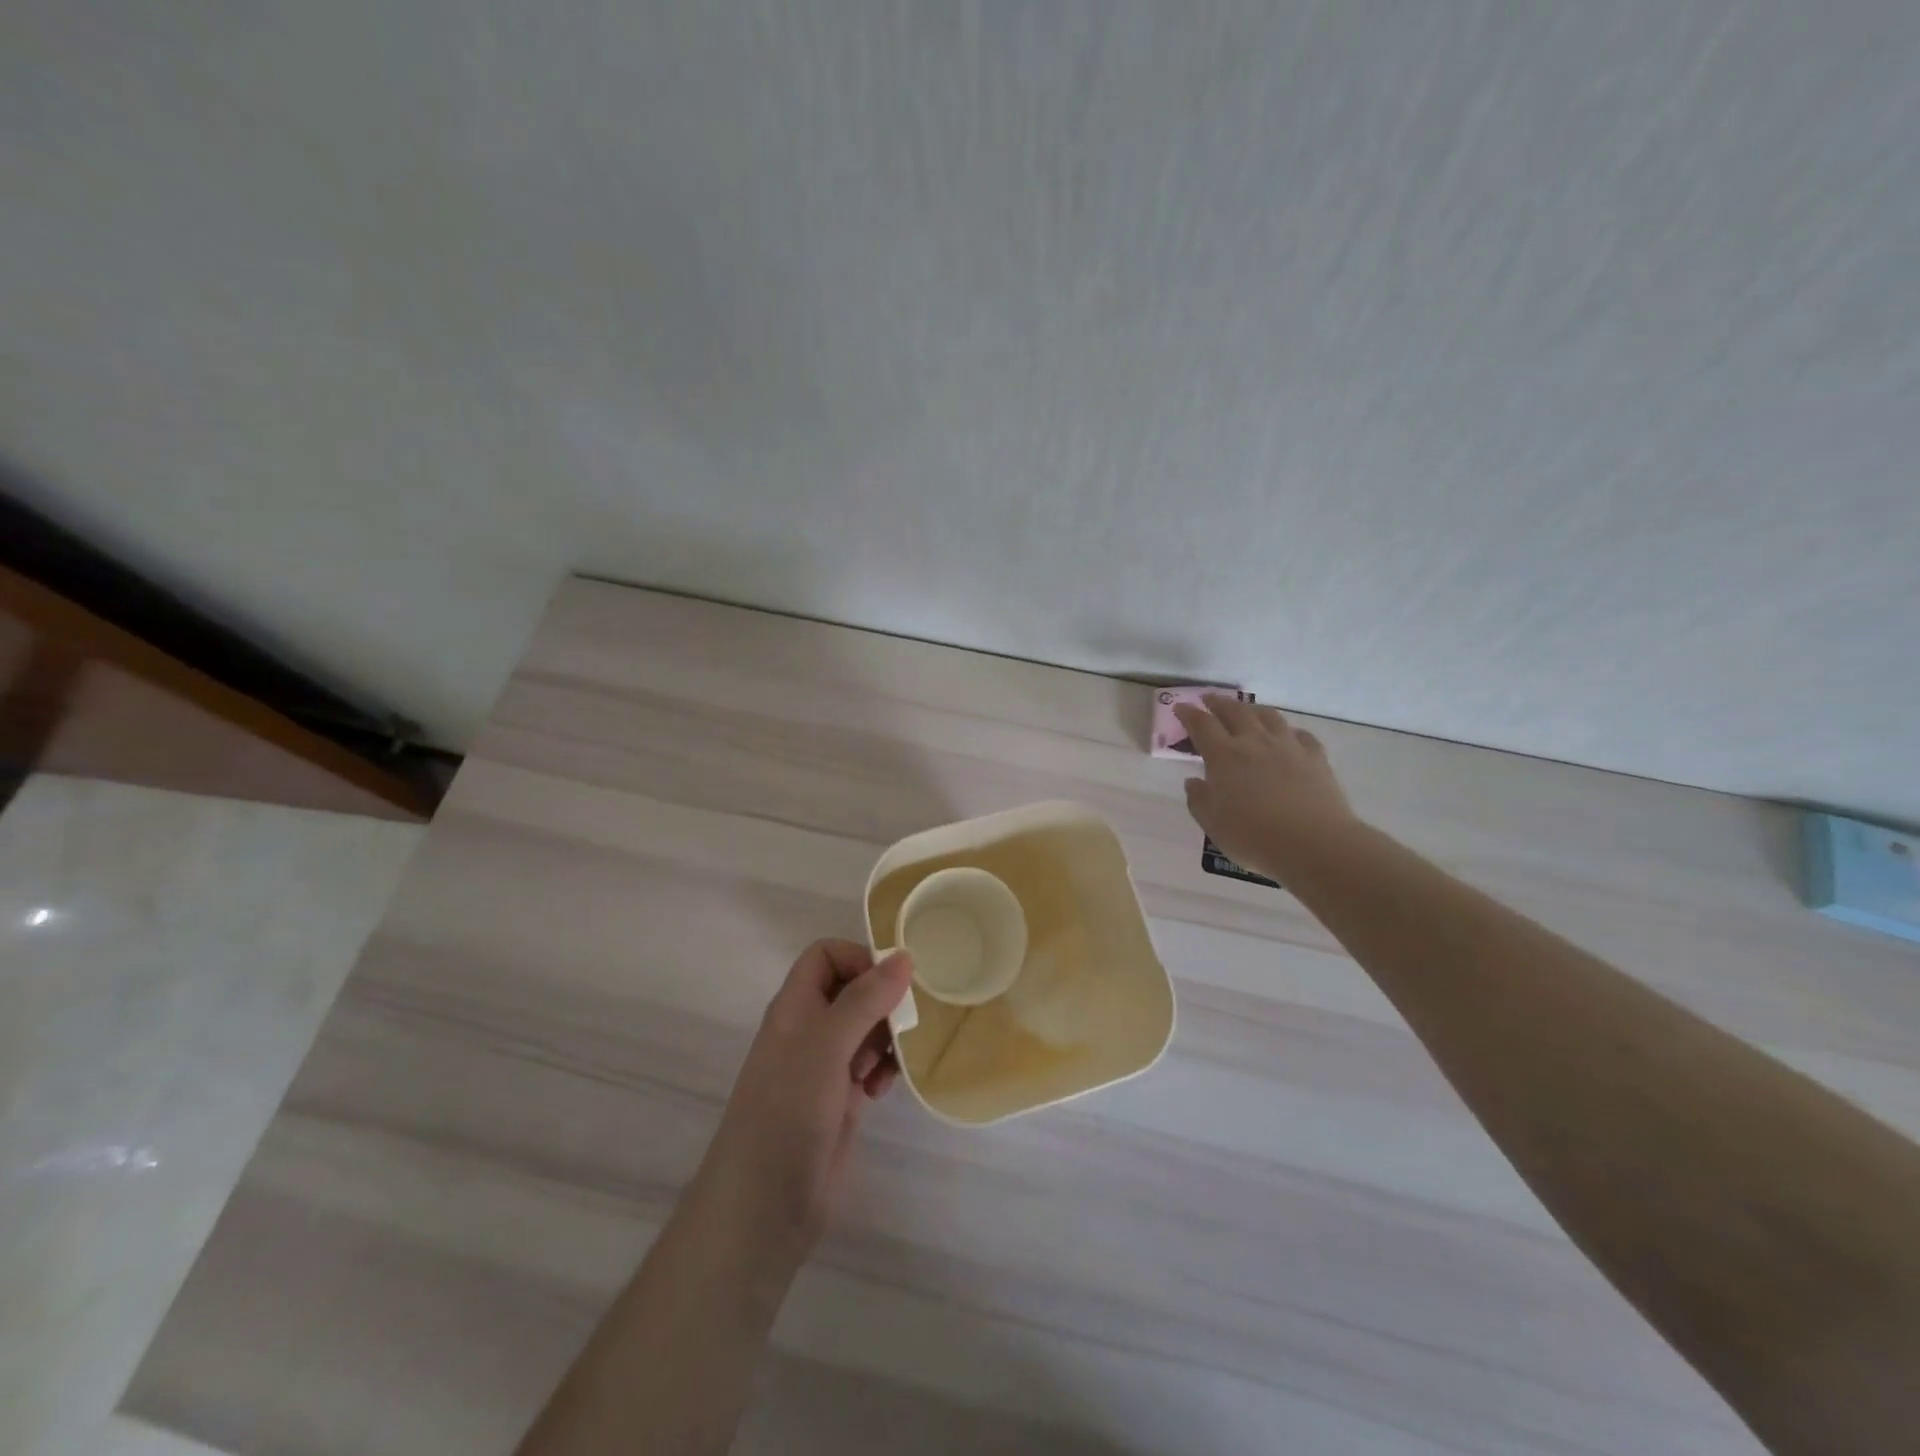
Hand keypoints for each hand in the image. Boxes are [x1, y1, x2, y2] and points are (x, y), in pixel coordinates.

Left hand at [693, 940, 912, 1259]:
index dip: (858, 959)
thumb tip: (904, 956)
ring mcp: (823, 1067)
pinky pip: (869, 1066)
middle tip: (902, 1024)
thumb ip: (865, 998)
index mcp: (795, 1007)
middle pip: (852, 990)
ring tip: (889, 1063)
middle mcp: (808, 1030)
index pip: (826, 956)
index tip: (891, 982)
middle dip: (882, 1001)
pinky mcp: (839, 1100)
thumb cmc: (788, 1111)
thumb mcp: (826, 1045)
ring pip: (865, 1028)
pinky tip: (883, 1090)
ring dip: (886, 1038)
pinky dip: (882, 1070)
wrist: (764, 1206)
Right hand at [1175, 694, 1358, 881]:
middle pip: (1235, 712)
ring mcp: (1288, 747)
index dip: (1189, 714)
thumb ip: (1199, 799)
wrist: (1314, 844)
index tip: (1180, 707)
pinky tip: (1287, 736)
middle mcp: (1255, 742)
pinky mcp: (1315, 758)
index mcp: (1224, 756)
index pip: (1202, 725)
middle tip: (1209, 699)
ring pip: (1268, 716)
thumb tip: (1194, 782)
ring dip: (1252, 709)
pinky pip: (1300, 735)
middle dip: (1219, 703)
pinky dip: (1288, 731)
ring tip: (1246, 710)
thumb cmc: (1254, 836)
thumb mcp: (1212, 823)